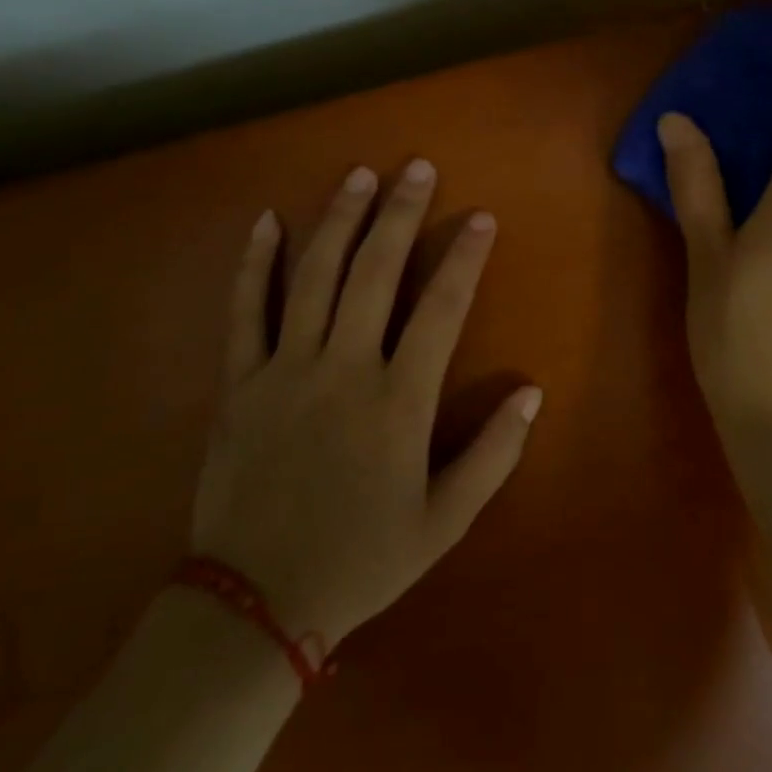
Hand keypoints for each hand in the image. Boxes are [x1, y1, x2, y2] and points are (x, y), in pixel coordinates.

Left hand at [191, 160, 541, 649]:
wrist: (255, 604)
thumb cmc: (361, 560)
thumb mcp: (444, 520)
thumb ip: (493, 453)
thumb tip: (532, 391)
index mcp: (399, 400)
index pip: (441, 308)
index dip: (464, 258)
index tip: (480, 218)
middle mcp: (344, 368)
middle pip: (376, 272)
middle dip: (401, 214)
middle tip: (417, 167)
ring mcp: (285, 370)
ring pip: (315, 276)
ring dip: (339, 219)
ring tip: (359, 175)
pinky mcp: (239, 383)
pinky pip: (245, 311)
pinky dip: (255, 263)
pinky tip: (266, 221)